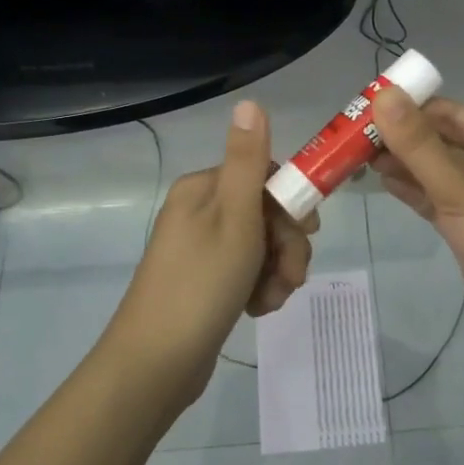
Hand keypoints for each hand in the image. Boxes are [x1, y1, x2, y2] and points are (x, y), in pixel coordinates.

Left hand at [105, 100, 316, 404]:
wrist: (157, 363)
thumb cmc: (201, 283)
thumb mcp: (234, 218)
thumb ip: (247, 161)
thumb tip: (249, 101)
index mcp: (204, 189)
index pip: (265, 176)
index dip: (292, 203)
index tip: (306, 230)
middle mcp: (201, 212)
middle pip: (268, 213)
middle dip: (287, 245)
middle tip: (289, 275)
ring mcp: (203, 250)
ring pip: (263, 247)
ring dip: (278, 272)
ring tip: (268, 299)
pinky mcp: (207, 282)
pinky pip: (249, 273)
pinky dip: (260, 289)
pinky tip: (256, 310)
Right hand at [372, 87, 463, 361]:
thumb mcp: (461, 192)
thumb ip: (419, 145)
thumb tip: (383, 95)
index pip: (453, 113)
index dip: (410, 107)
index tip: (364, 107)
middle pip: (443, 141)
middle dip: (401, 137)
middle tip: (351, 136)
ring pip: (437, 171)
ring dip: (402, 163)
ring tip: (356, 157)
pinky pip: (437, 198)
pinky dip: (411, 190)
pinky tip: (381, 181)